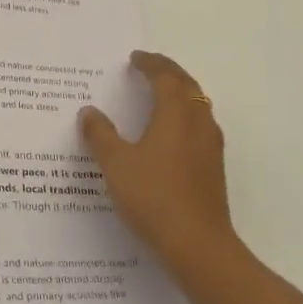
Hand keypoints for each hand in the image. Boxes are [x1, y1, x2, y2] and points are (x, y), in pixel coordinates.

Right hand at [80, 51, 240, 271]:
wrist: (197, 246)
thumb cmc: (153, 198)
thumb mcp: (116, 164)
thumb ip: (100, 135)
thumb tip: (89, 112)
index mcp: (176, 116)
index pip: (166, 78)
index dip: (150, 64)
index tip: (135, 58)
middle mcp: (198, 124)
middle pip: (188, 87)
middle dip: (169, 72)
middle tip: (149, 66)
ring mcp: (210, 147)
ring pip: (198, 106)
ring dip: (180, 92)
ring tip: (159, 93)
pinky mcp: (213, 168)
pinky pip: (200, 125)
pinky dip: (184, 114)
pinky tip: (170, 132)